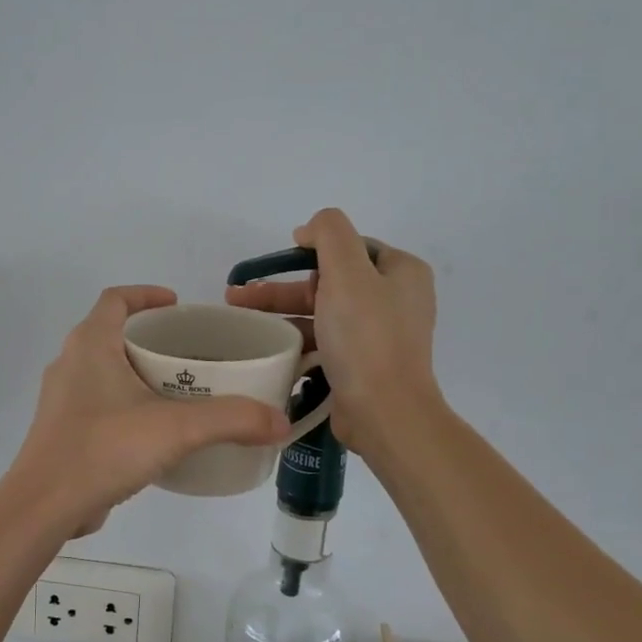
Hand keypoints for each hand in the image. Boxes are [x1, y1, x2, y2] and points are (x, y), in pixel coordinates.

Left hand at [8, 286, 289, 537]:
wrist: (44, 506)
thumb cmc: (104, 448)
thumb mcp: (176, 429)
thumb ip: (231, 420)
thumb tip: (280, 422)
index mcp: (90, 344)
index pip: (116, 299)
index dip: (146, 295)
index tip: (177, 305)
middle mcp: (70, 363)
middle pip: (111, 333)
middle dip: (150, 338)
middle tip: (190, 353)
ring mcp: (62, 399)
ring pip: (104, 371)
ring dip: (137, 373)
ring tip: (179, 391)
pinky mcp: (62, 431)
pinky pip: (98, 403)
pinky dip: (125, 404)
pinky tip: (153, 431)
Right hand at [225, 208, 439, 453]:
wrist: (384, 412)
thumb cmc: (366, 337)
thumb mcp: (347, 271)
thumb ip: (329, 233)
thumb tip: (309, 229)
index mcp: (401, 272)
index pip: (350, 247)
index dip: (312, 249)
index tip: (278, 261)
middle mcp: (395, 300)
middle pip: (330, 280)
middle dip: (283, 286)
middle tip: (241, 294)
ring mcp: (378, 335)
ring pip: (321, 313)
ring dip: (281, 312)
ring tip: (239, 318)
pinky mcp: (362, 365)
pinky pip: (323, 342)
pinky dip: (296, 339)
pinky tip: (266, 345)